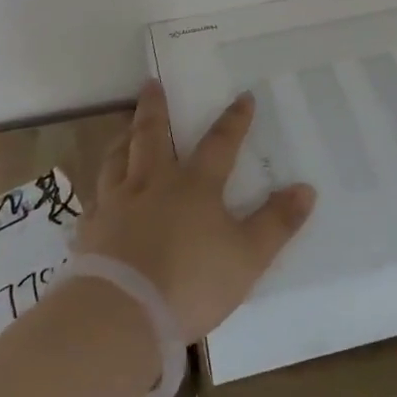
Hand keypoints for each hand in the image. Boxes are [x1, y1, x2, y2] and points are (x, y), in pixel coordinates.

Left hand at [75, 80, 316, 342]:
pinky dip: (100, 190)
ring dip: (122, 139)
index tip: (243, 96)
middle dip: (155, 108)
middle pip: (152, 136)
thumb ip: (276, 223)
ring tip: (124, 129)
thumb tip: (305, 189)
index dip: (234, 120)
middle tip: (150, 83)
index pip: (219, 143)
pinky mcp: (91, 231)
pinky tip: (99, 195)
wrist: (122, 313)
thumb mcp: (248, 257)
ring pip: (117, 160)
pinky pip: (95, 200)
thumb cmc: (191, 281)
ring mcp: (116, 205)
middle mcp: (152, 184)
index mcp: (194, 186)